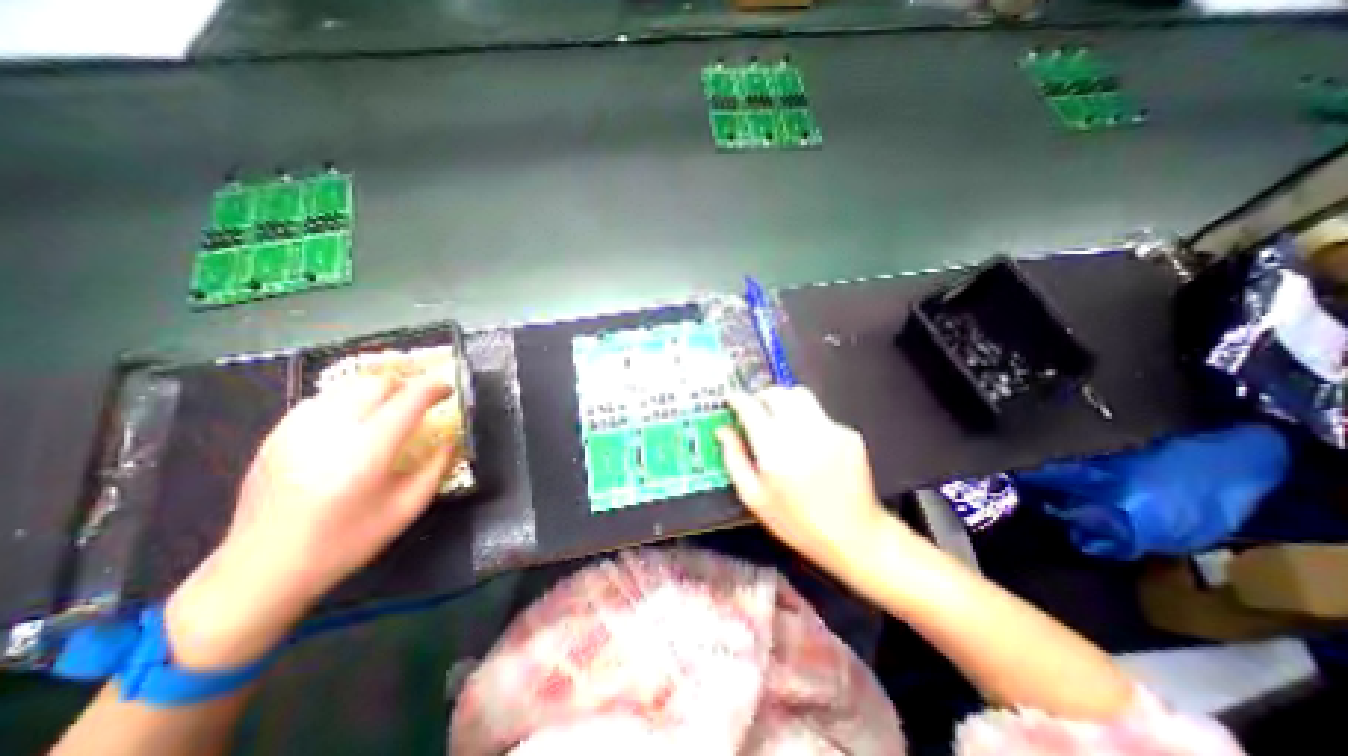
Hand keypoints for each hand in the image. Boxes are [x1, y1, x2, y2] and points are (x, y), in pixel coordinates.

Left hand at [167, 375, 451, 667]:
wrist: (262, 569)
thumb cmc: (346, 541)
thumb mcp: (407, 508)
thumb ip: (436, 467)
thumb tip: (452, 439)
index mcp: (368, 451)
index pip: (409, 398)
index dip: (434, 387)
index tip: (448, 391)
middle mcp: (331, 430)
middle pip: (378, 382)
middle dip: (407, 385)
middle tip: (421, 401)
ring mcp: (297, 430)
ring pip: (348, 386)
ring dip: (378, 391)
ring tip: (390, 409)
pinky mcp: (276, 435)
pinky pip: (322, 400)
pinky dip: (348, 401)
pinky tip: (353, 422)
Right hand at [721, 389, 893, 579]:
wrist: (854, 536)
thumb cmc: (796, 522)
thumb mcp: (754, 498)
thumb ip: (734, 459)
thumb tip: (722, 430)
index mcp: (774, 449)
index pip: (750, 407)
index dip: (737, 398)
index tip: (732, 399)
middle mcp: (802, 432)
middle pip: (776, 392)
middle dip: (761, 396)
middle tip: (755, 410)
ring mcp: (829, 430)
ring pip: (800, 395)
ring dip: (784, 401)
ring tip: (780, 420)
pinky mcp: (848, 433)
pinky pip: (820, 414)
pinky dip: (807, 420)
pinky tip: (809, 443)